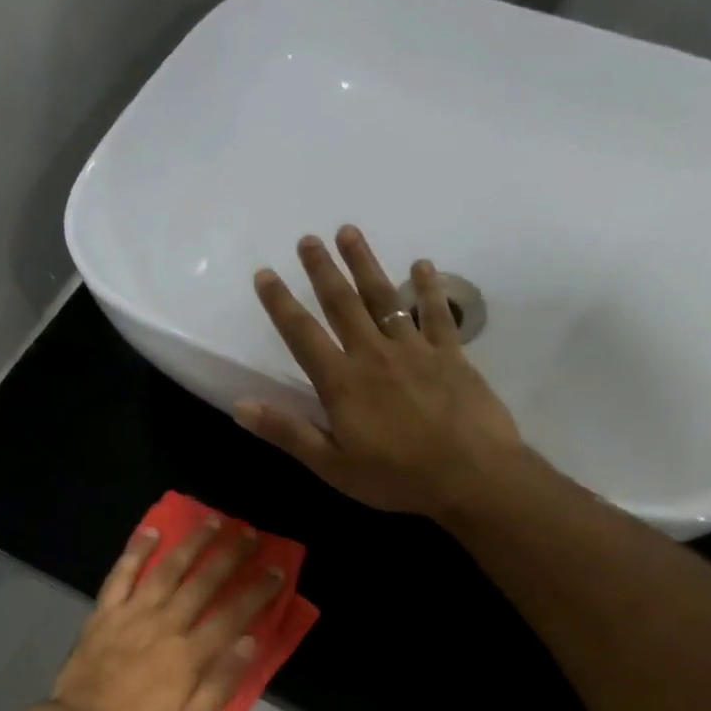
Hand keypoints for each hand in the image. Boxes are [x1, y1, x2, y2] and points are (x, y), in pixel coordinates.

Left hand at [47, 516, 284, 710]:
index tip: (276, 570)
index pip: (232, 614)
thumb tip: (251, 641)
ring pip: (167, 569)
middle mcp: (164, 624)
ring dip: (192, 543)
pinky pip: (121, 574)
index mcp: (188, 654)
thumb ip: (222, 682)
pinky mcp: (105, 612)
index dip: (257, 591)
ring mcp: (132, 614)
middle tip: (249, 534)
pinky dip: (136, 551)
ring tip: (212, 521)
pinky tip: (151, 530)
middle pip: (204, 582)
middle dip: (230, 555)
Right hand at [239, 227, 522, 517]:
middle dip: (322, 270)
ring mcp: (415, 350)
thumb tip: (241, 405)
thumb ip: (288, 432)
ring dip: (365, 264)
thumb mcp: (332, 465)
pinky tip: (422, 265)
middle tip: (308, 239)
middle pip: (343, 304)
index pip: (303, 335)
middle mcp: (374, 355)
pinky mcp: (452, 355)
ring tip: (349, 233)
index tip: (265, 273)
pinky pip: (437, 314)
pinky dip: (429, 287)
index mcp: (342, 383)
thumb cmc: (396, 477)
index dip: (281, 304)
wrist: (469, 475)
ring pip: (385, 298)